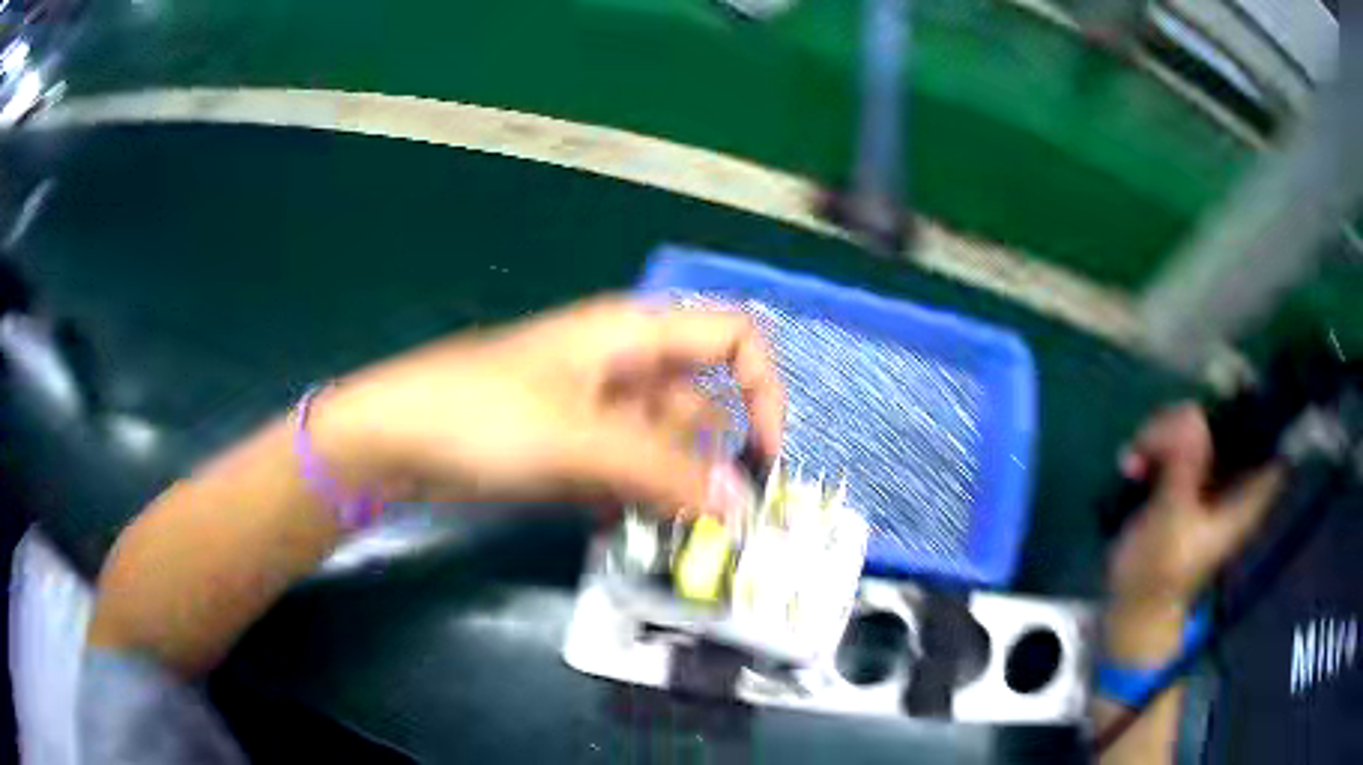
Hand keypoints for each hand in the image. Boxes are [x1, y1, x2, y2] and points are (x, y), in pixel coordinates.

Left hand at [320, 296, 784, 517]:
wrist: (393, 439)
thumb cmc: (483, 414)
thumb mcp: (581, 439)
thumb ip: (666, 472)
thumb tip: (742, 506)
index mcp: (634, 335)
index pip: (732, 337)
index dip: (763, 388)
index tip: (764, 456)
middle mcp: (625, 367)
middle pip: (700, 406)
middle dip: (715, 461)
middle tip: (719, 525)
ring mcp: (596, 411)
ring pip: (663, 448)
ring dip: (672, 490)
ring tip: (671, 537)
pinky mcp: (571, 449)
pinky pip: (625, 473)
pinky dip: (632, 500)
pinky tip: (618, 529)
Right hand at [1107, 404, 1283, 609]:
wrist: (1133, 606)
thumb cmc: (1159, 575)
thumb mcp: (1171, 524)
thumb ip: (1184, 469)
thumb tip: (1193, 413)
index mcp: (1244, 494)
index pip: (1270, 441)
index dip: (1262, 409)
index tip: (1236, 383)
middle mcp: (1231, 477)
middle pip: (1224, 422)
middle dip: (1188, 421)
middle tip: (1153, 441)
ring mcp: (1207, 477)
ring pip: (1193, 428)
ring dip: (1161, 435)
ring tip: (1136, 460)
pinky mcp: (1183, 481)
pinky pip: (1171, 444)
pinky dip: (1151, 447)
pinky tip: (1131, 464)